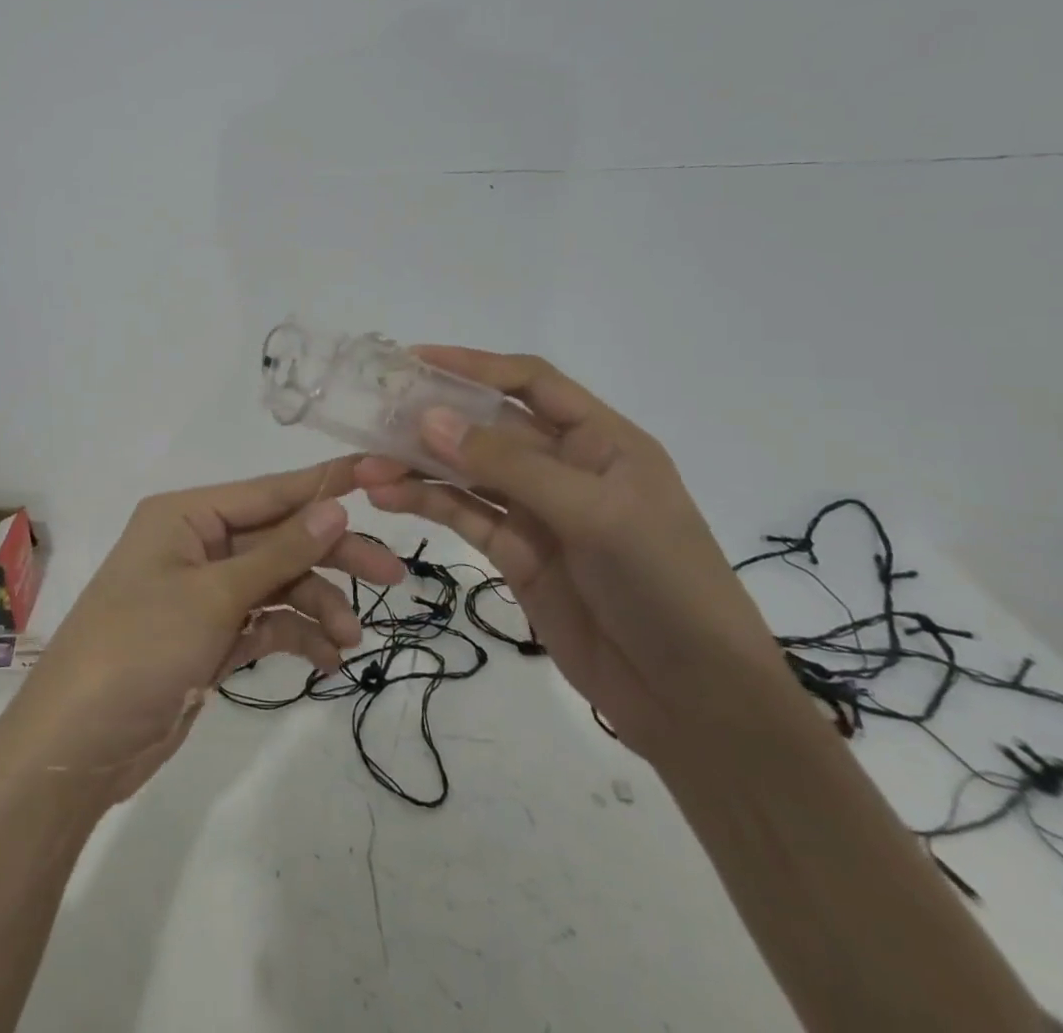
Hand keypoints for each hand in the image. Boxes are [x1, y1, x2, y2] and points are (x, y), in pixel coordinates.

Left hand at [0, 459, 405, 804]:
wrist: (78, 745)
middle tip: (392, 577)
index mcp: (186, 516)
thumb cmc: (140, 648)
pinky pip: (264, 623)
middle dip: (331, 557)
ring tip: (350, 640)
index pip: (268, 492)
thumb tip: (336, 508)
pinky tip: (326, 660)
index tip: (380, 474)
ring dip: (317, 606)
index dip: (323, 485)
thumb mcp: (213, 596)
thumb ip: (280, 553)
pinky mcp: (208, 637)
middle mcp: (195, 545)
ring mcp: (202, 593)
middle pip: (278, 539)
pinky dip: (295, 636)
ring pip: (276, 584)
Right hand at [355, 348, 796, 760]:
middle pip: (488, 427)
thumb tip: (428, 418)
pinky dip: (427, 504)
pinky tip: (388, 498)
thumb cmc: (663, 585)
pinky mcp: (517, 554)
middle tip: (373, 415)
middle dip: (432, 420)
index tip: (414, 361)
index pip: (530, 382)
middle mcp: (565, 466)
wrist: (695, 701)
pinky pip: (465, 516)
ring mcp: (539, 512)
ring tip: (367, 467)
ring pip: (467, 473)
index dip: (473, 365)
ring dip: (418, 466)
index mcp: (600, 440)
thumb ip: (507, 465)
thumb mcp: (592, 512)